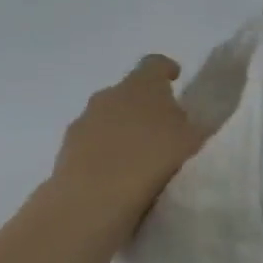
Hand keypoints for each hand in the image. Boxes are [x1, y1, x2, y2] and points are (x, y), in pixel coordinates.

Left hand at [50, 54, 209, 225]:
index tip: (176, 79)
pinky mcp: (66, 149)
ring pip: (108, 117)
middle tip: (164, 129)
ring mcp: (84, 121)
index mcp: (142, 85)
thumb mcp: (193, 141)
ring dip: (123, 130)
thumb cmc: (153, 160)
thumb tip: (189, 121)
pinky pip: (93, 143)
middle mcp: (109, 94)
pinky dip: (106, 152)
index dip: (167, 69)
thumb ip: (195, 125)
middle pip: (130, 92)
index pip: (155, 63)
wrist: (93, 198)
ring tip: (141, 158)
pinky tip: (118, 176)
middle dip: (146, 105)